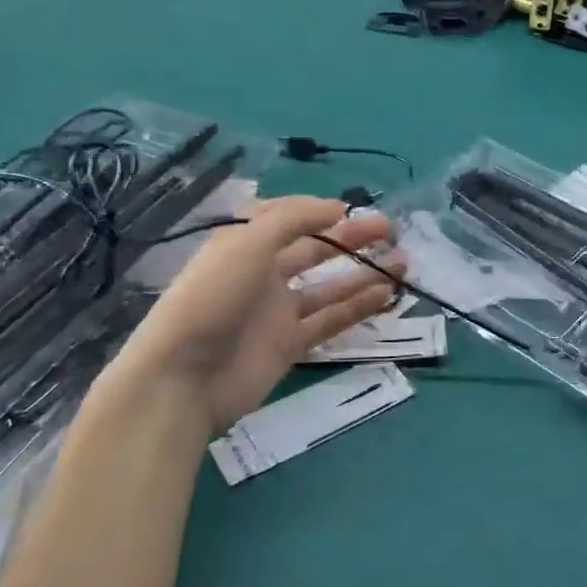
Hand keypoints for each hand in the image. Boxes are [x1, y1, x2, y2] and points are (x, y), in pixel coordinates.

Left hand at [113, 198, 403, 434]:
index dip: (321, 213)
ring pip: (329, 287)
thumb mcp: (246, 242)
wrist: (184, 377)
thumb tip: (336, 208)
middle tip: (391, 232)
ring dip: (363, 273)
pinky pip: (330, 321)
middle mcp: (262, 274)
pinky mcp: (289, 345)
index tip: (356, 210)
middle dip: (351, 239)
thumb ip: (293, 219)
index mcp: (245, 244)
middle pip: (314, 251)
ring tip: (402, 262)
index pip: (288, 220)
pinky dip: (357, 308)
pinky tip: (386, 295)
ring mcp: (276, 312)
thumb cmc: (212, 297)